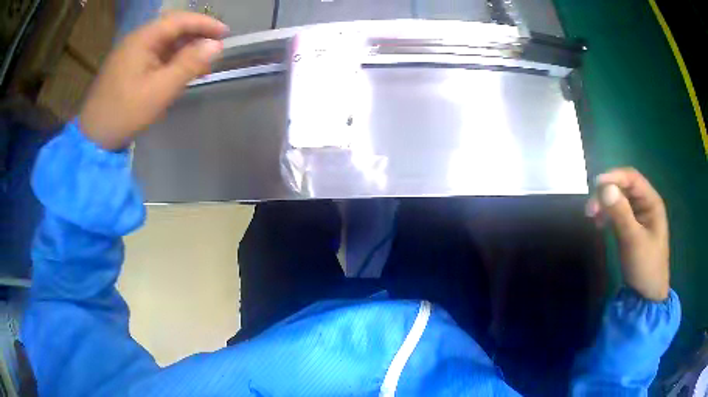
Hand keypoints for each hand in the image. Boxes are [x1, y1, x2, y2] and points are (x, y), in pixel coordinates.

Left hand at [80, 12, 227, 149]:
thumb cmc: (125, 112)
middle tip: (215, 49)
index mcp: (143, 39)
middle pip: (172, 29)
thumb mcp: (160, 90)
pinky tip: (180, 73)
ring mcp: (131, 53)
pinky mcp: (128, 66)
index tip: (226, 34)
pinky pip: (155, 56)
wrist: (93, 137)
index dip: (205, 24)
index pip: (180, 20)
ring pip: (164, 43)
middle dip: (196, 36)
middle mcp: (137, 39)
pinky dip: (171, 60)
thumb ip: (189, 64)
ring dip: (184, 50)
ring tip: (202, 65)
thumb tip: (216, 45)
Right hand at [586, 168, 669, 300]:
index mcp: (652, 202)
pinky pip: (618, 213)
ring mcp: (639, 216)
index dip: (614, 176)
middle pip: (625, 187)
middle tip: (590, 208)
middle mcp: (646, 204)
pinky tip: (599, 223)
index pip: (632, 178)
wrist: (648, 295)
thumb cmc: (646, 266)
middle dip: (607, 193)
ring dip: (605, 204)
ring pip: (620, 200)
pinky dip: (608, 215)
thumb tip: (604, 187)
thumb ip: (621, 213)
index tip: (595, 185)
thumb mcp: (633, 240)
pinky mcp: (632, 227)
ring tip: (592, 216)